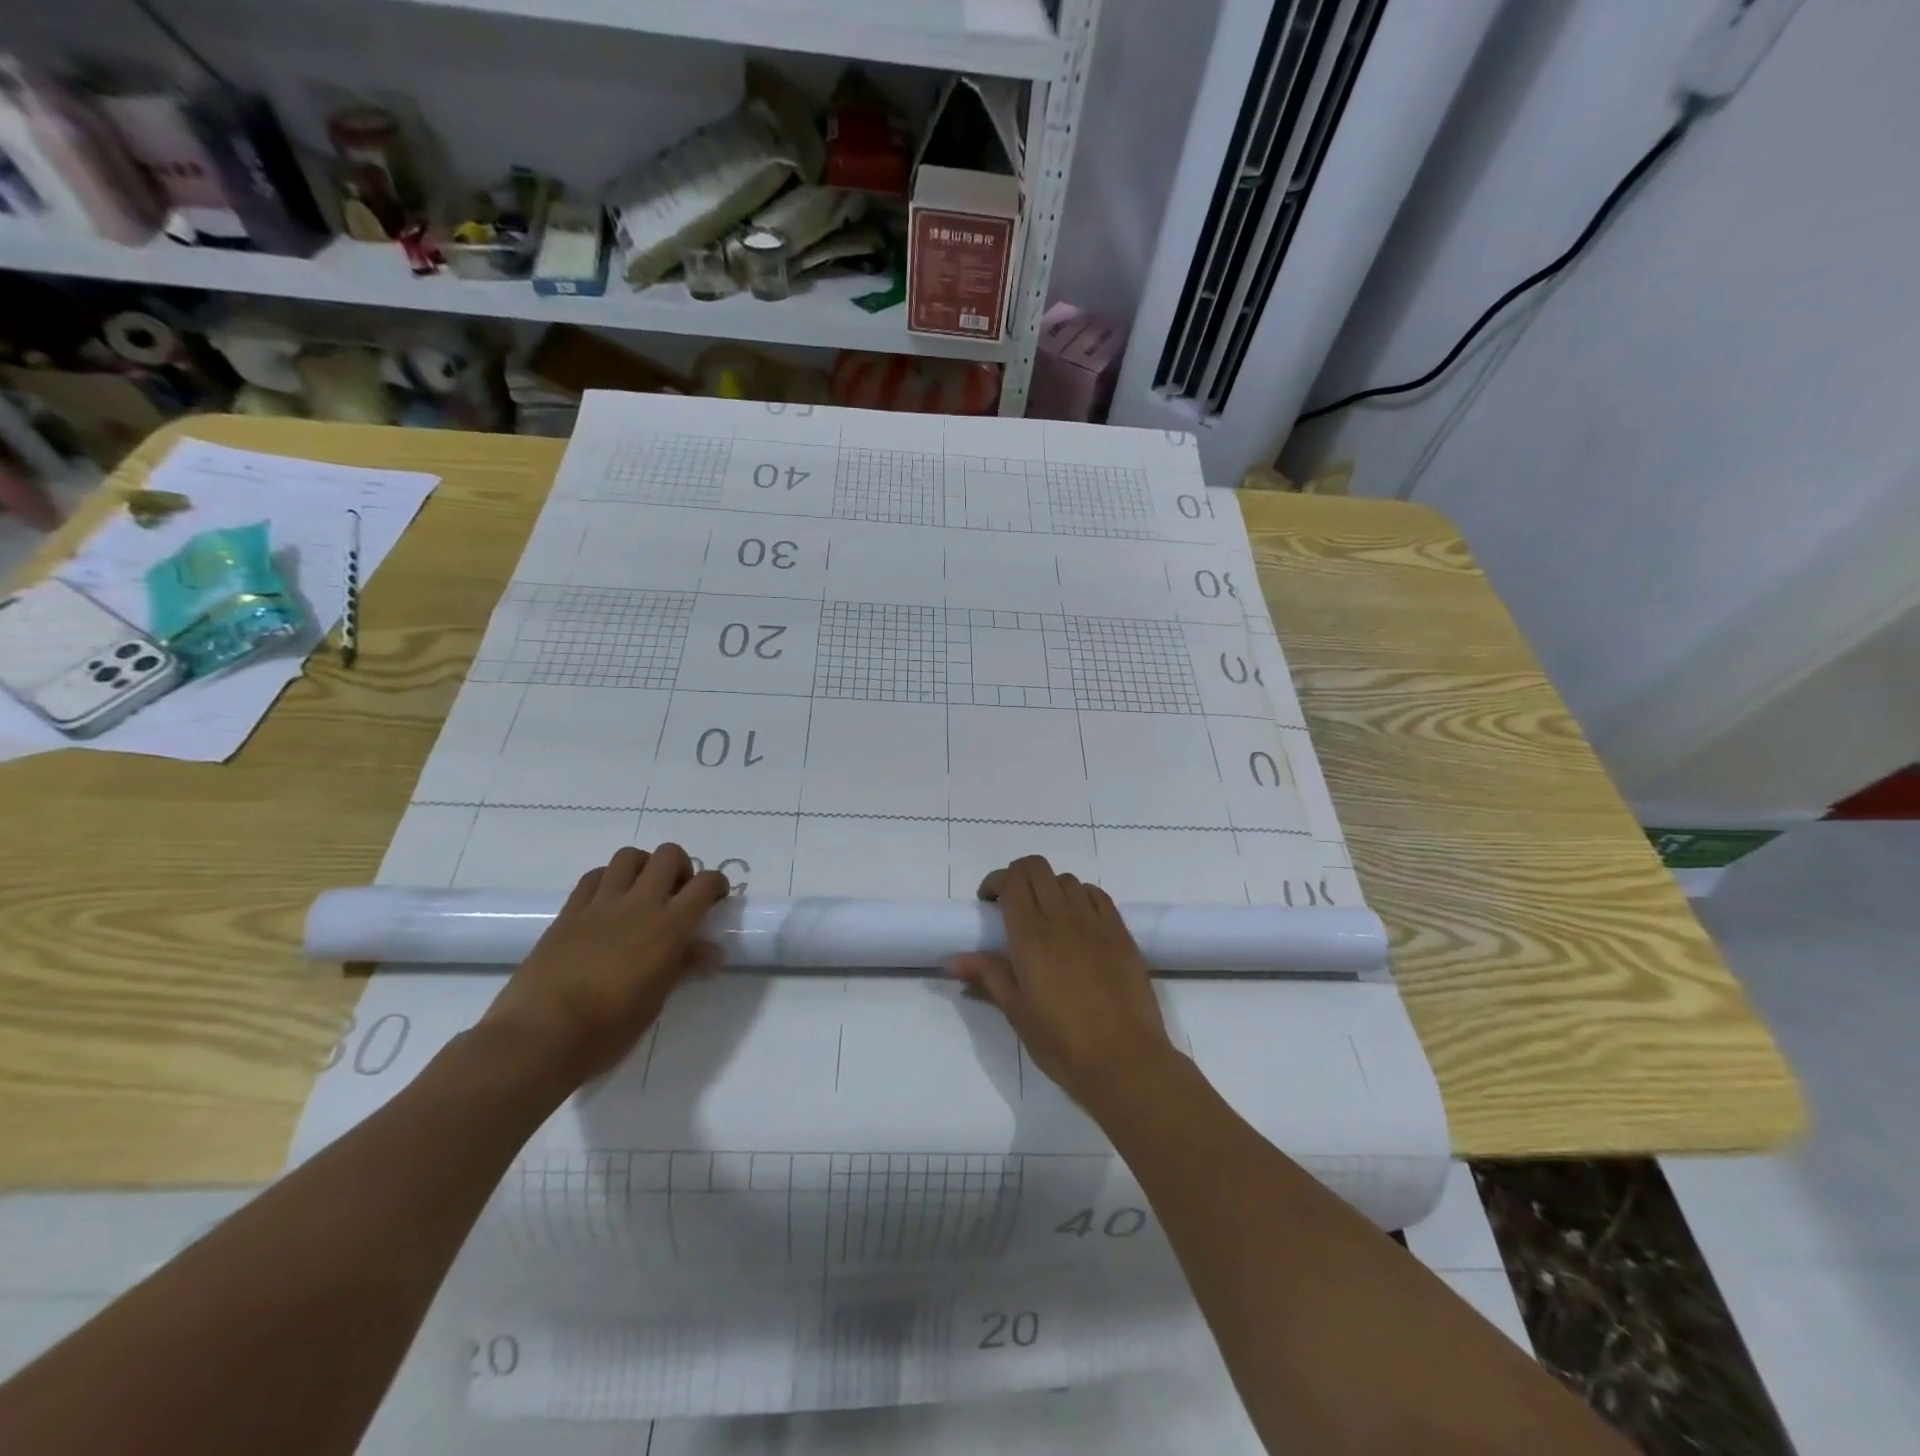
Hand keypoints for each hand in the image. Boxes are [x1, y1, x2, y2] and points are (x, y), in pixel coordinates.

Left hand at [480, 844, 730, 1091]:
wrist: (539, 1037)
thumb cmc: (607, 1030)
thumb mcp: (656, 1002)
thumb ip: (683, 966)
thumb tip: (710, 951)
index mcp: (668, 928)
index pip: (704, 884)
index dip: (717, 884)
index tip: (715, 900)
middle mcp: (639, 905)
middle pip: (669, 855)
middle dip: (681, 867)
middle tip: (678, 894)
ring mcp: (601, 905)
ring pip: (629, 856)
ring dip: (644, 866)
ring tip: (642, 892)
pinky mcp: (569, 912)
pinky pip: (594, 876)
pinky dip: (608, 879)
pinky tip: (608, 902)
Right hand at [947, 856, 1175, 1107]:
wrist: (1125, 1060)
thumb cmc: (1062, 1041)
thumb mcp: (1016, 1011)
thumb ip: (987, 975)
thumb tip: (952, 959)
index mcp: (1031, 936)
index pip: (1011, 880)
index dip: (995, 881)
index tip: (988, 903)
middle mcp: (1062, 918)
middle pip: (1037, 868)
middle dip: (1019, 876)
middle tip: (1012, 904)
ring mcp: (1095, 922)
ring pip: (1067, 879)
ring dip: (1050, 887)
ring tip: (1046, 916)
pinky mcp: (1121, 933)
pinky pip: (1097, 895)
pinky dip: (1081, 896)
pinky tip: (1078, 921)